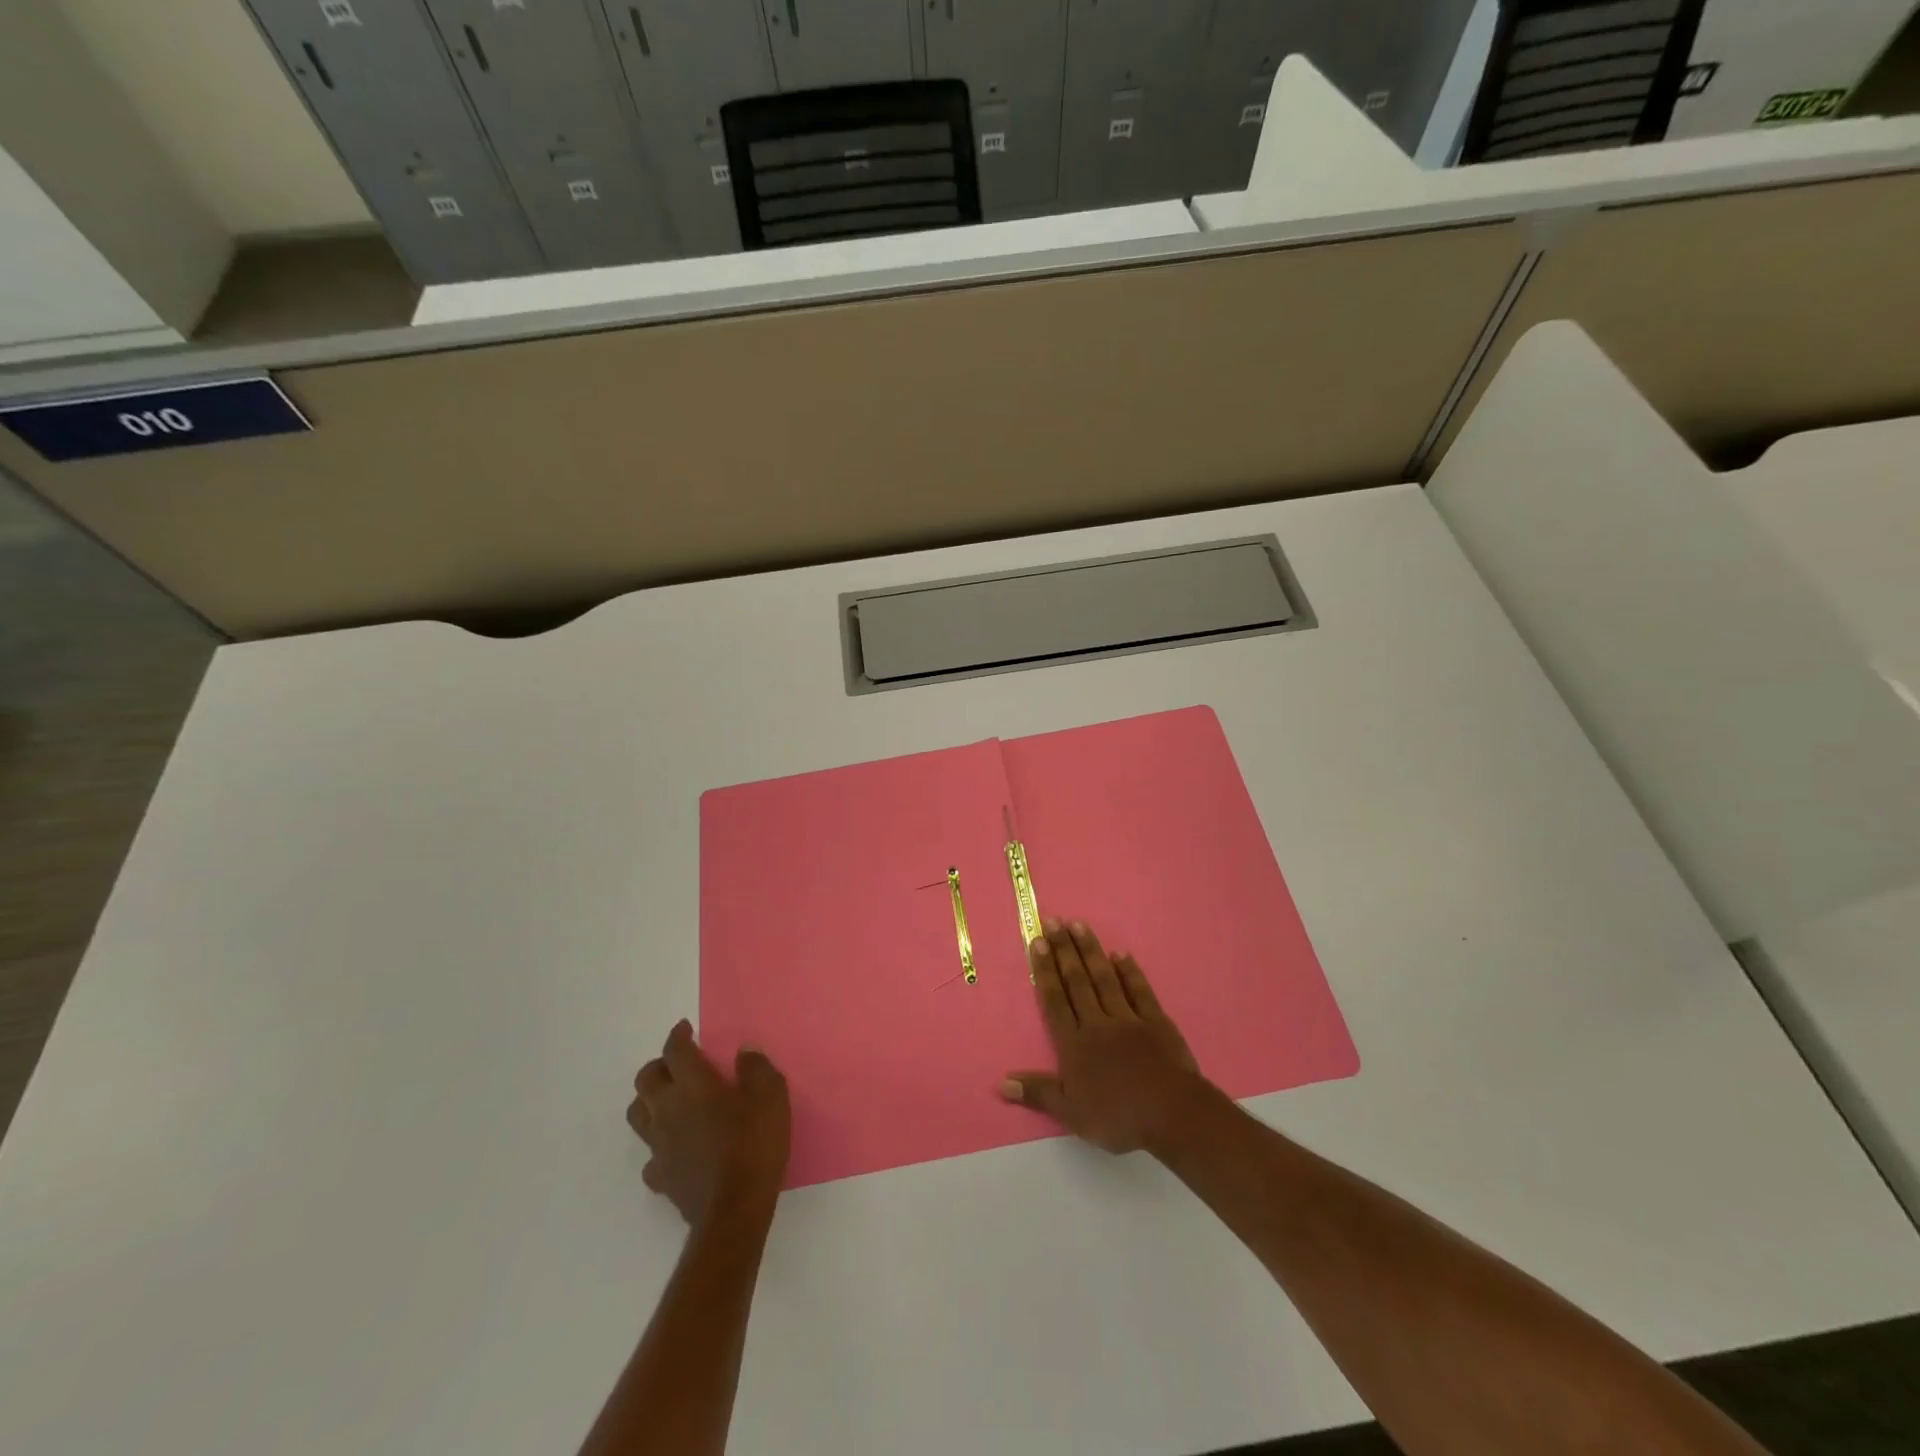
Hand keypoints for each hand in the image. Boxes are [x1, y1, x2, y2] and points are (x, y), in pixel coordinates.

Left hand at [628, 1021, 790, 1225]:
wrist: (734, 1210)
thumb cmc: (754, 1145)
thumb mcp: (771, 1096)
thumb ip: (756, 1068)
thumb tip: (744, 1051)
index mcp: (693, 1085)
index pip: (675, 1050)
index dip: (679, 1035)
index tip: (686, 1029)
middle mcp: (667, 1109)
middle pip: (645, 1079)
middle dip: (659, 1065)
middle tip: (678, 1063)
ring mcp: (659, 1145)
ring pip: (637, 1114)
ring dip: (649, 1100)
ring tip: (668, 1099)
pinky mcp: (660, 1177)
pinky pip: (650, 1155)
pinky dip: (658, 1145)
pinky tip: (674, 1147)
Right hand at [1000, 919, 1210, 1154]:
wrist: (1171, 1113)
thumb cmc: (1117, 1116)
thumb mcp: (1071, 1113)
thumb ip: (1037, 1092)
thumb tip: (1001, 1083)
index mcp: (1075, 1044)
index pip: (1055, 1000)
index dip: (1045, 970)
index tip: (1038, 942)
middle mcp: (1097, 1023)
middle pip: (1077, 981)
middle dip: (1064, 950)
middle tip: (1053, 921)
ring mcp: (1128, 1019)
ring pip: (1104, 978)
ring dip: (1091, 951)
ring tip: (1079, 924)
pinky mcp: (1155, 1021)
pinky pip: (1139, 991)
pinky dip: (1129, 972)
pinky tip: (1120, 954)